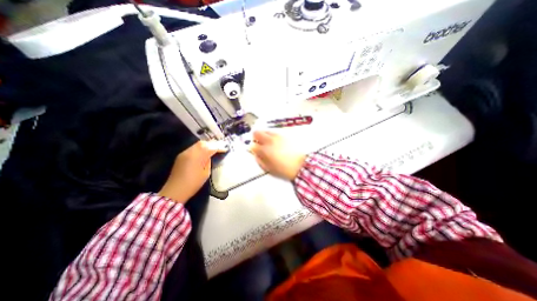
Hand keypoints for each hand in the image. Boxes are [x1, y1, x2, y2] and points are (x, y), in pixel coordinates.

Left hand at [157, 140, 226, 203]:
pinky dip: (200, 148)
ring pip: (197, 144)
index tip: (225, 149)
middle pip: (203, 143)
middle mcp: (190, 152)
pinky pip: (192, 148)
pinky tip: (204, 152)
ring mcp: (184, 153)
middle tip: (219, 147)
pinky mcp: (181, 156)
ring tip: (213, 149)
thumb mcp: (205, 173)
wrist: (175, 191)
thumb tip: (210, 156)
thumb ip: (208, 162)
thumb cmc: (193, 184)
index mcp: (197, 157)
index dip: (219, 147)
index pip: (210, 148)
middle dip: (212, 144)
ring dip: (206, 145)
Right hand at [250, 131, 305, 179]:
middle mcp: (270, 141)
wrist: (300, 165)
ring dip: (264, 135)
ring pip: (266, 130)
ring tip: (268, 142)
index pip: (252, 145)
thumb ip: (260, 160)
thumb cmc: (284, 169)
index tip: (254, 150)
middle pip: (257, 133)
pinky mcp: (285, 135)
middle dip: (255, 137)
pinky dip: (272, 135)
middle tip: (258, 143)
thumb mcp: (269, 168)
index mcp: (265, 150)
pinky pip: (274, 132)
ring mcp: (278, 136)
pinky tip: (276, 142)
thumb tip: (256, 154)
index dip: (252, 148)